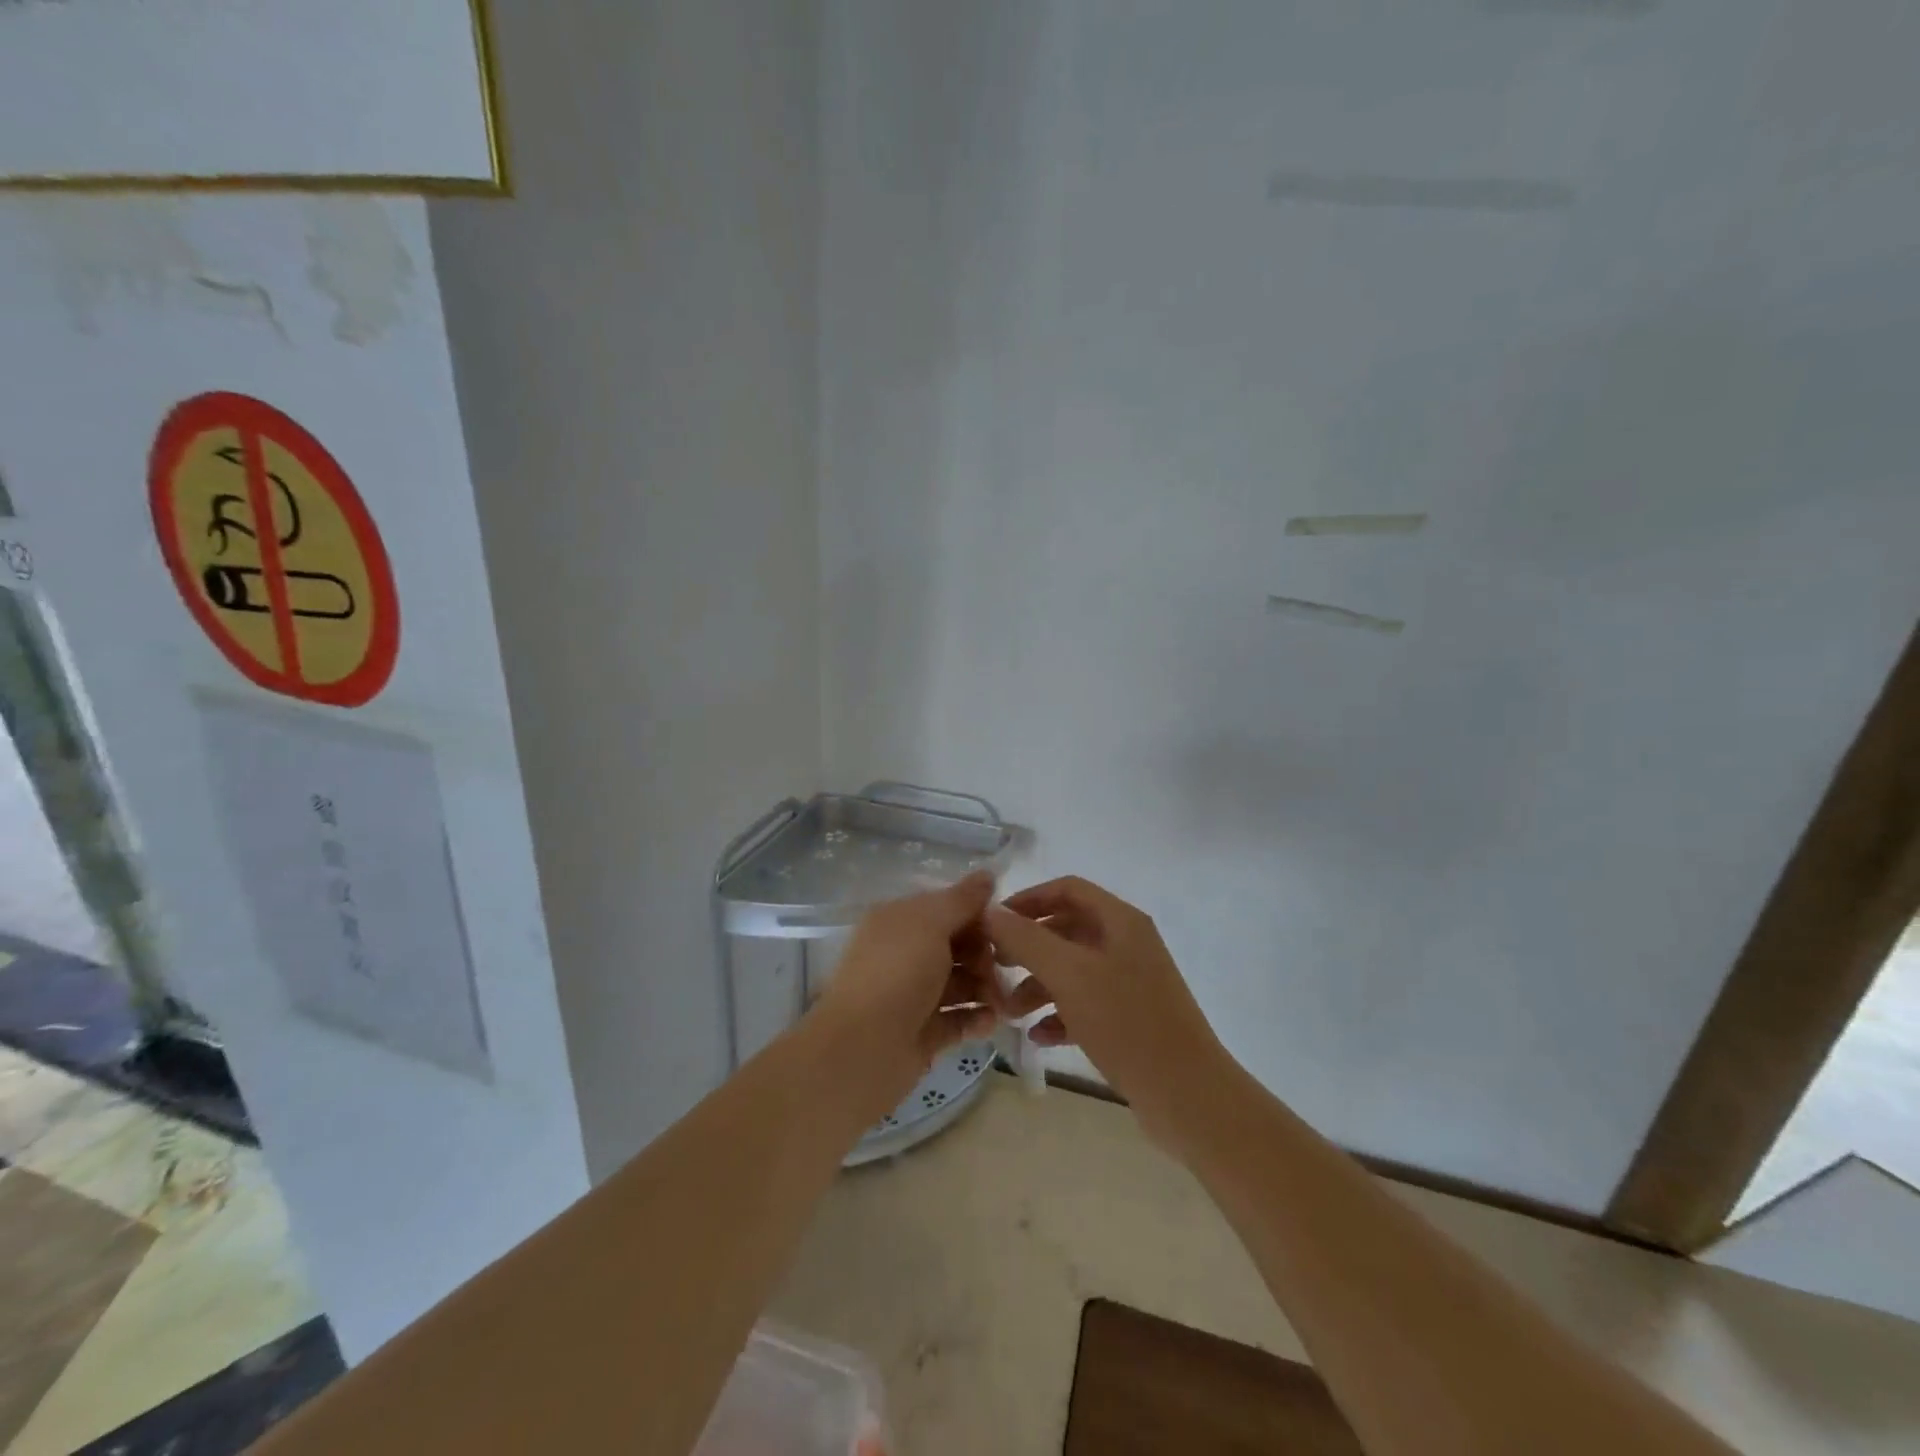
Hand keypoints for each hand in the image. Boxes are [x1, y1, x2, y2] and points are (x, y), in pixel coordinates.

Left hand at [812, 871, 998, 1114]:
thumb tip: (987, 874)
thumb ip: (961, 900)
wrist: (862, 1050)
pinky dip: (976, 1019)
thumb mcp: (930, 924)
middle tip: (1003, 970)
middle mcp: (904, 953)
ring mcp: (912, 995)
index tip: (1009, 928)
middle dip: (986, 955)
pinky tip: (992, 1022)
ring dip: (986, 988)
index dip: (979, 915)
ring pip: (960, 983)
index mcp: (899, 921)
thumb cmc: (897, 974)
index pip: (947, 908)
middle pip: (957, 946)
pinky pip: (957, 1019)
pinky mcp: (922, 1033)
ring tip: (1002, 1002)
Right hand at [986, 876, 1229, 1137]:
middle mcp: (1127, 944)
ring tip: (1008, 1011)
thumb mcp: (1069, 975)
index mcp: (1120, 921)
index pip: (1067, 889)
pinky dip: (1059, 1014)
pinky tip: (1038, 1036)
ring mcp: (1131, 983)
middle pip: (1067, 930)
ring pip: (1073, 970)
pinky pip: (1085, 1005)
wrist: (1187, 1095)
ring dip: (1038, 985)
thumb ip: (1026, 939)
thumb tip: (990, 911)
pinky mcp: (1130, 1019)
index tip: (992, 922)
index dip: (1027, 899)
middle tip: (993, 967)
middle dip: (1028, 947)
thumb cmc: (1126, 1023)